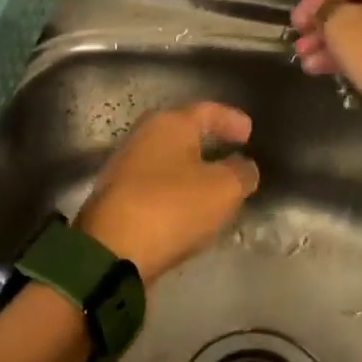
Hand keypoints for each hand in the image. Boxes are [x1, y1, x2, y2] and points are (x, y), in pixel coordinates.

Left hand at [76, 102, 260, 282]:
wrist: (112, 250)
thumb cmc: (173, 207)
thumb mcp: (224, 189)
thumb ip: (241, 173)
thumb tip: (244, 166)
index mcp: (169, 124)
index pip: (206, 111)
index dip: (231, 119)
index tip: (249, 132)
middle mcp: (142, 137)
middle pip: (182, 133)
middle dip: (208, 142)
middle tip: (232, 154)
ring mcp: (124, 168)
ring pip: (168, 161)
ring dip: (191, 170)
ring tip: (215, 185)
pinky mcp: (117, 198)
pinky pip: (156, 187)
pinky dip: (176, 192)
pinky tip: (189, 208)